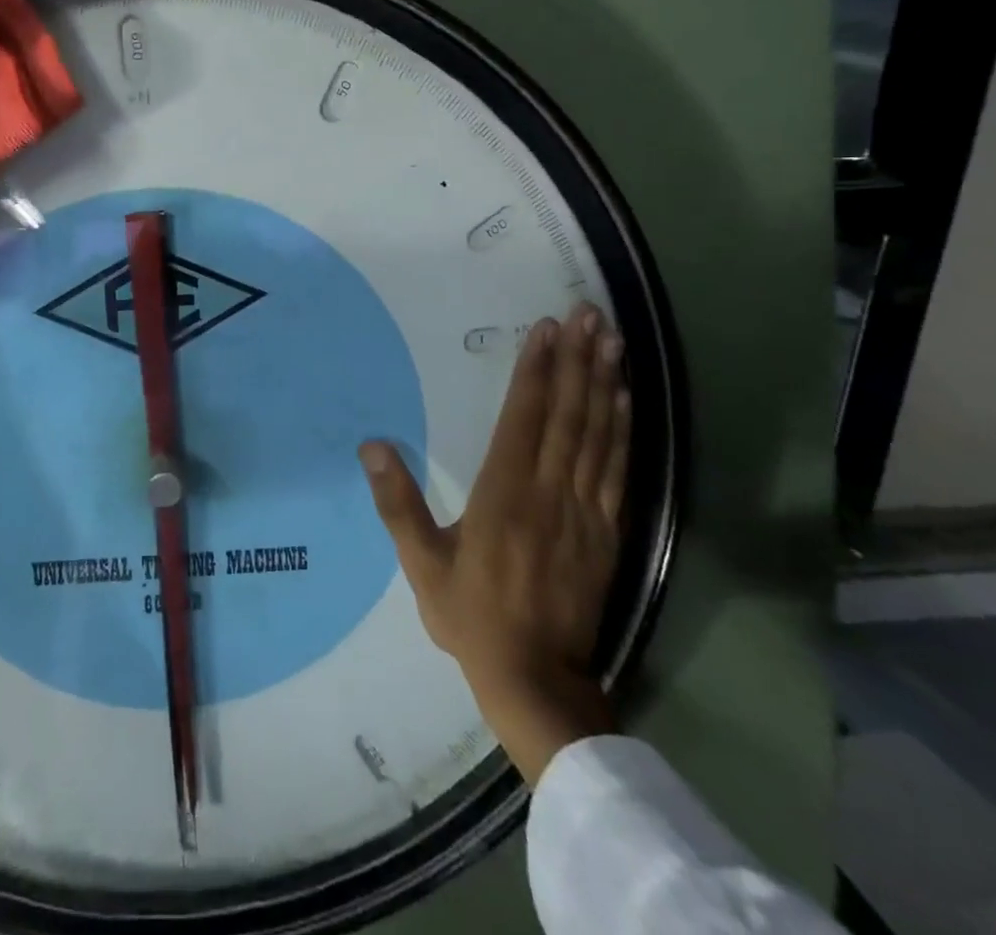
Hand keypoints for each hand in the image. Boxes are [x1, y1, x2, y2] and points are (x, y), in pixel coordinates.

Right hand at [361, 305, 629, 782]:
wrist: (536, 679)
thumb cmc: (471, 615)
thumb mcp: (420, 562)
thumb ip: (396, 502)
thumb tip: (372, 446)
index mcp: (504, 494)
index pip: (524, 418)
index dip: (536, 371)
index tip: (546, 329)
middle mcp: (550, 492)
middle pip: (568, 415)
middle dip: (578, 360)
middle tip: (589, 315)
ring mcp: (586, 511)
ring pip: (598, 435)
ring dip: (605, 383)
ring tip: (611, 341)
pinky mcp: (609, 531)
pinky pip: (618, 469)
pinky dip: (622, 430)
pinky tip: (623, 400)